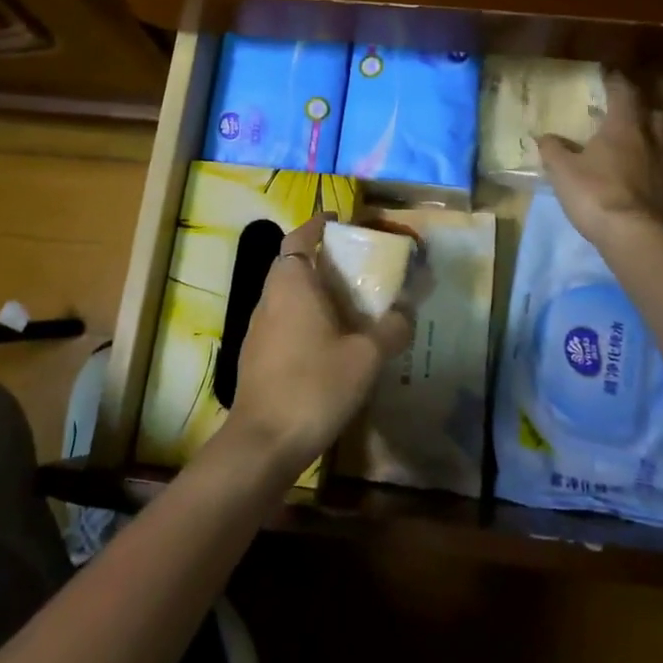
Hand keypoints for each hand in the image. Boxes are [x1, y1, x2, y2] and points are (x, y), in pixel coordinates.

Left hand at [219, 214, 414, 478]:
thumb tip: (407, 311)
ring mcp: (257, 328)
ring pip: (285, 294)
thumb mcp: (366, 357)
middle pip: (291, 263)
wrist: (264, 442)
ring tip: (346, 303)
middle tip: (354, 265)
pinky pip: (281, 320)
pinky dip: (302, 317)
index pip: (299, 237)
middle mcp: (269, 297)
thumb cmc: (315, 386)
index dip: (316, 225)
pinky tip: (326, 342)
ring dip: (311, 290)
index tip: (338, 221)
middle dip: (319, 258)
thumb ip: (391, 329)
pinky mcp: (255, 355)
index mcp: (291, 283)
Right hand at [537, 72, 662, 244]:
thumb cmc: (594, 193)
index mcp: (623, 126)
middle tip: (627, 111)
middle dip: (641, 108)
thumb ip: (553, 150)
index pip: (623, 93)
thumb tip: (544, 136)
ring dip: (660, 132)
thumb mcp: (562, 171)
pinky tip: (662, 167)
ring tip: (649, 136)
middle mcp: (652, 138)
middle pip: (653, 112)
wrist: (634, 234)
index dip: (617, 82)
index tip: (610, 76)